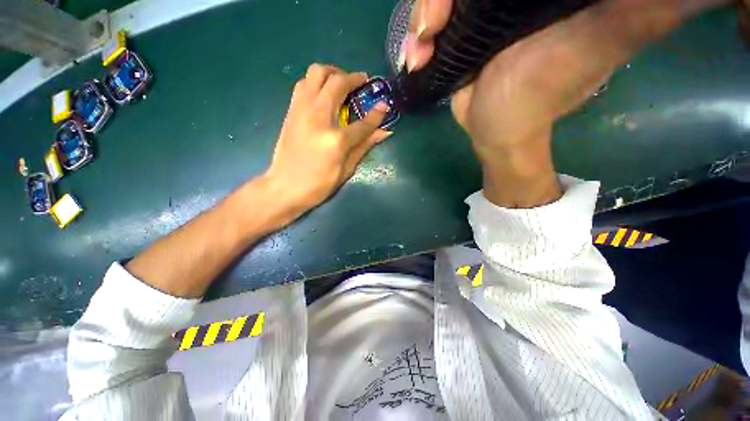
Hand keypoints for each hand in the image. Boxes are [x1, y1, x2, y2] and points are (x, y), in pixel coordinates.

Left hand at [264, 64, 391, 213]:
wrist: (284, 188)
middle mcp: (318, 118)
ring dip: (332, 72)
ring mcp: (301, 111)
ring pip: (315, 73)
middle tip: (361, 82)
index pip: (362, 123)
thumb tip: (383, 133)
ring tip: (341, 83)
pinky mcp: (290, 112)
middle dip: (353, 78)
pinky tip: (323, 93)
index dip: (377, 114)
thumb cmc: (319, 185)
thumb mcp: (346, 170)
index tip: (385, 104)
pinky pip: (303, 84)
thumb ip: (363, 147)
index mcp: (336, 140)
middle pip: (336, 83)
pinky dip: (316, 82)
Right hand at [405, 0, 731, 206]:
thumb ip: (646, 8)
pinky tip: (416, 58)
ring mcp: (479, 12)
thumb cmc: (537, 98)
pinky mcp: (459, 33)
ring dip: (425, 14)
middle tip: (431, 26)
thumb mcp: (601, 41)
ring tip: (421, 48)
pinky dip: (418, 37)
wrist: (494, 131)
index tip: (471, 1)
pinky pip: (431, 22)